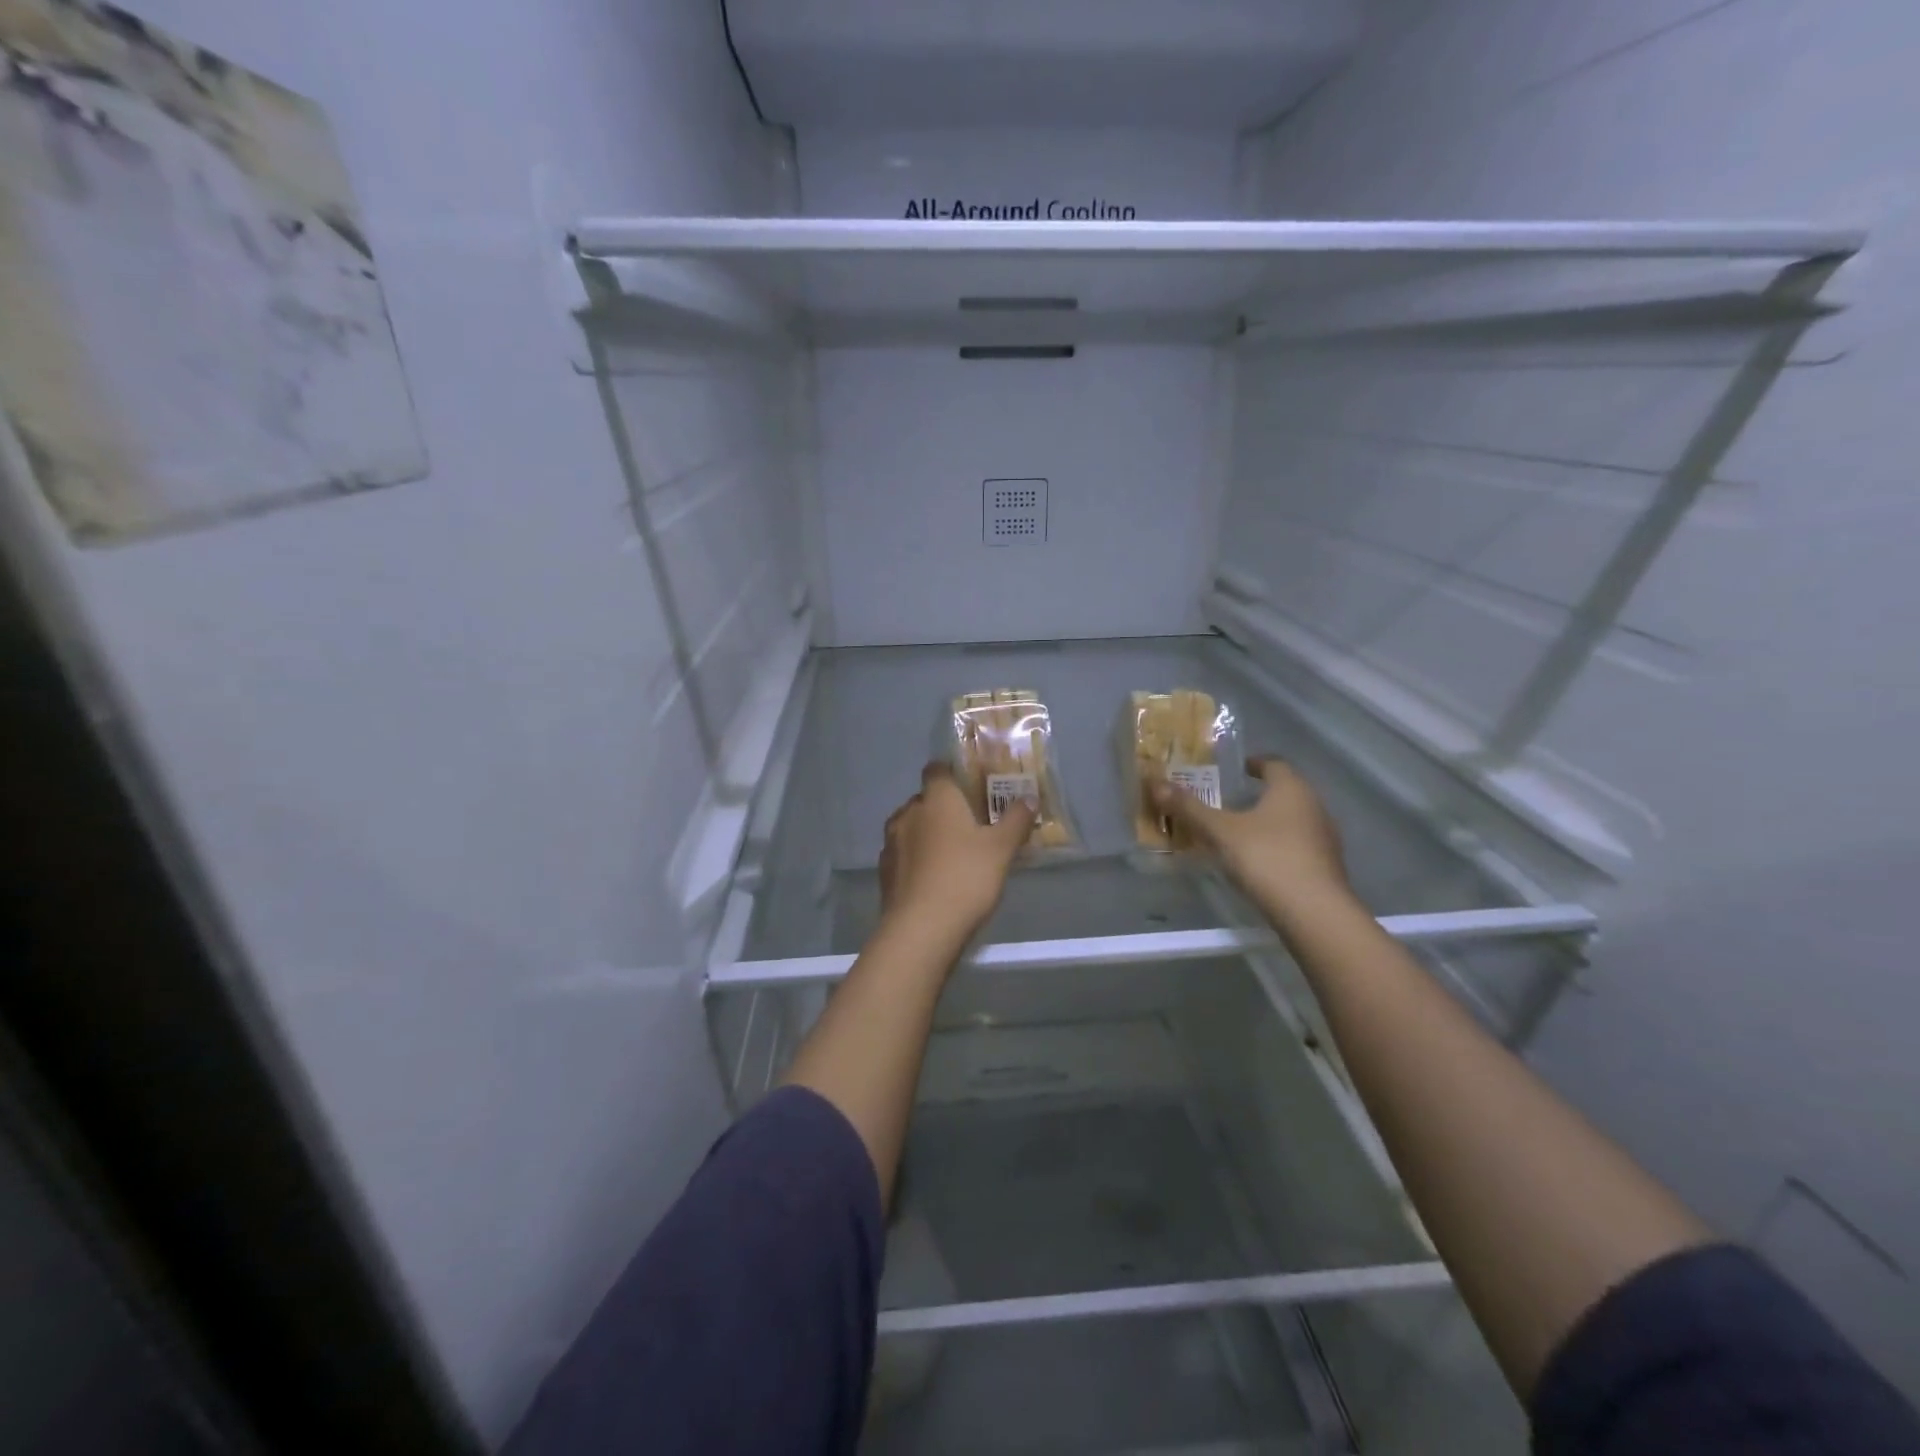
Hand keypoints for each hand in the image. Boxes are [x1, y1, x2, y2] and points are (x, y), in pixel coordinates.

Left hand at [879, 763, 1034, 939]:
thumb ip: (1016, 820)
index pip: (936, 769)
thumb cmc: (966, 877)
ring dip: (928, 833)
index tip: (969, 785)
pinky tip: (934, 877)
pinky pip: (903, 853)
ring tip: (952, 853)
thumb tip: (1029, 796)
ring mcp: (891, 842)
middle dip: (944, 807)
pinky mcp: (884, 870)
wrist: (922, 928)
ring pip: (911, 826)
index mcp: (936, 798)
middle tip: (970, 824)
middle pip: (925, 799)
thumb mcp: (1002, 849)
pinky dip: (916, 858)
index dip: (951, 772)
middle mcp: (908, 812)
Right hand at [1151, 758, 1351, 920]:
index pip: (1273, 764)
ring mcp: (1324, 838)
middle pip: (1284, 792)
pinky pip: (1296, 845)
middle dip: (1256, 794)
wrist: (1314, 913)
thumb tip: (1155, 784)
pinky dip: (1276, 845)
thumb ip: (1189, 808)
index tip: (1232, 769)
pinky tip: (1256, 861)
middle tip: (1225, 801)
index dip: (1252, 763)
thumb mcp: (1220, 832)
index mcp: (1291, 789)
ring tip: (1235, 832)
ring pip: (1291, 820)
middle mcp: (1314, 807)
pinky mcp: (1325, 867)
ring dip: (1266, 822)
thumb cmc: (1267, 858)